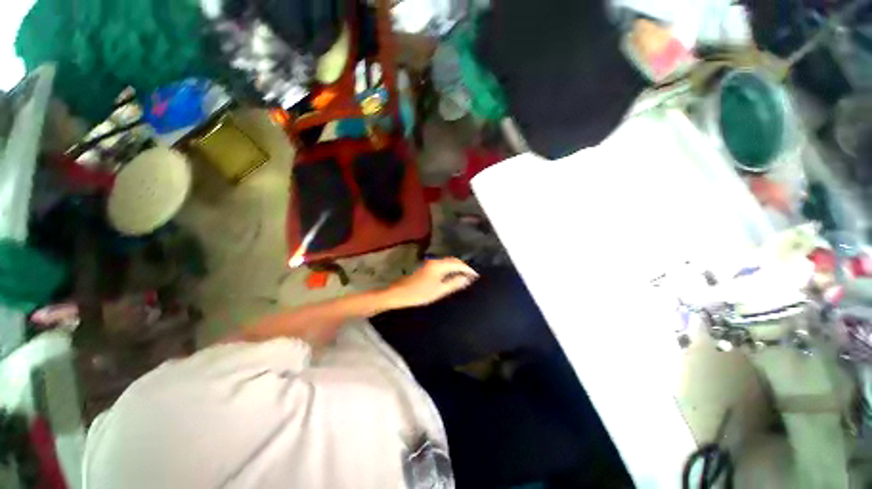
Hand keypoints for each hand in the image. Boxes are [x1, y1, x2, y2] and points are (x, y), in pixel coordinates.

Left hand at [384, 258, 478, 308]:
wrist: (398, 294)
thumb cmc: (419, 294)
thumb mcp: (439, 291)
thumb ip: (454, 283)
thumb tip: (467, 279)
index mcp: (439, 265)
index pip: (458, 263)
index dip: (468, 269)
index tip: (476, 276)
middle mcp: (434, 261)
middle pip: (453, 261)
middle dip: (463, 267)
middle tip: (472, 276)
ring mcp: (429, 263)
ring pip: (447, 263)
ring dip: (456, 267)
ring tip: (464, 276)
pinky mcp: (425, 268)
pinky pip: (442, 265)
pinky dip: (449, 269)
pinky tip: (451, 276)